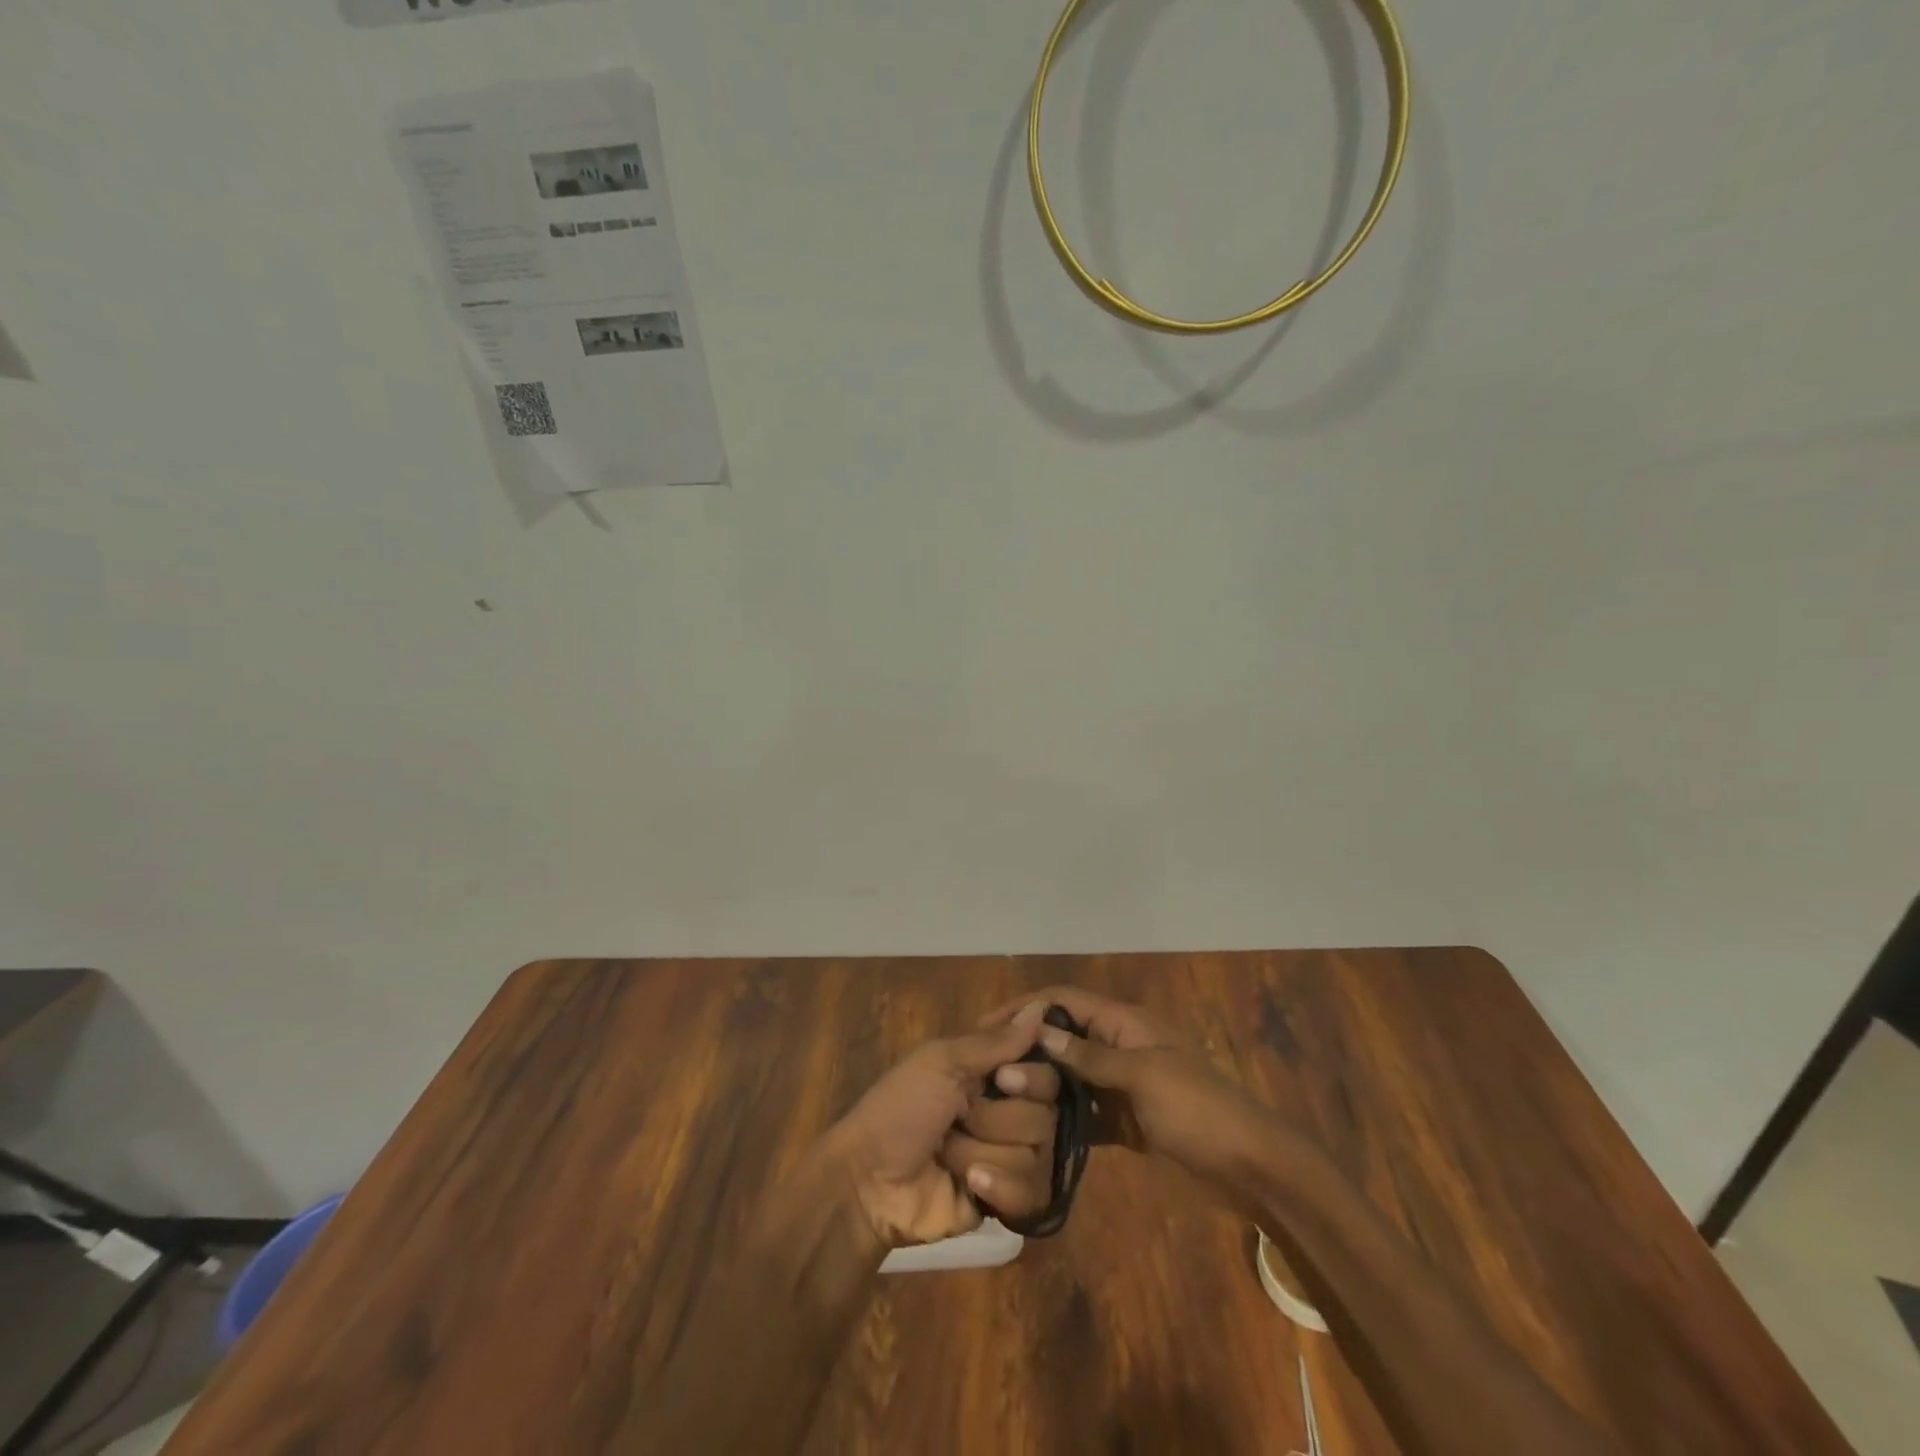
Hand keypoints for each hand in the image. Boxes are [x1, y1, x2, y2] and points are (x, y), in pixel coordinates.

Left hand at [821, 1001, 1060, 1248]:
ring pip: (1038, 1152)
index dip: (1032, 1075)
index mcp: (992, 1073)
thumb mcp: (941, 1062)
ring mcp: (1009, 1158)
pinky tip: (971, 1186)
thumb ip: (996, 1041)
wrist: (870, 1183)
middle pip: (1046, 1112)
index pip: (1046, 1068)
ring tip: (950, 1156)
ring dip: (987, 1153)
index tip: (1004, 1078)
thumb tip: (1043, 1007)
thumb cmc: (900, 1108)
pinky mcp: (1008, 1201)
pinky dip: (1000, 1188)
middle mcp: (1008, 1111)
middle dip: (999, 1119)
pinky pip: (1033, 1193)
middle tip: (962, 1118)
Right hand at [981, 987, 1283, 1188]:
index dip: (1025, 1007)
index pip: (1063, 1001)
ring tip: (999, 1103)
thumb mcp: (1144, 1076)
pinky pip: (1082, 1111)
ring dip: (1038, 1086)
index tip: (985, 1027)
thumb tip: (1039, 1034)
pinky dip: (1059, 1117)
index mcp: (1124, 1023)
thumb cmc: (1197, 1109)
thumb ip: (1090, 1057)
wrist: (1249, 1166)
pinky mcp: (1123, 1120)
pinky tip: (1030, 1132)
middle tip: (985, 1074)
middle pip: (1061, 1038)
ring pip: (1068, 1076)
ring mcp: (1120, 1084)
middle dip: (1025, 1051)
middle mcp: (1117, 1046)